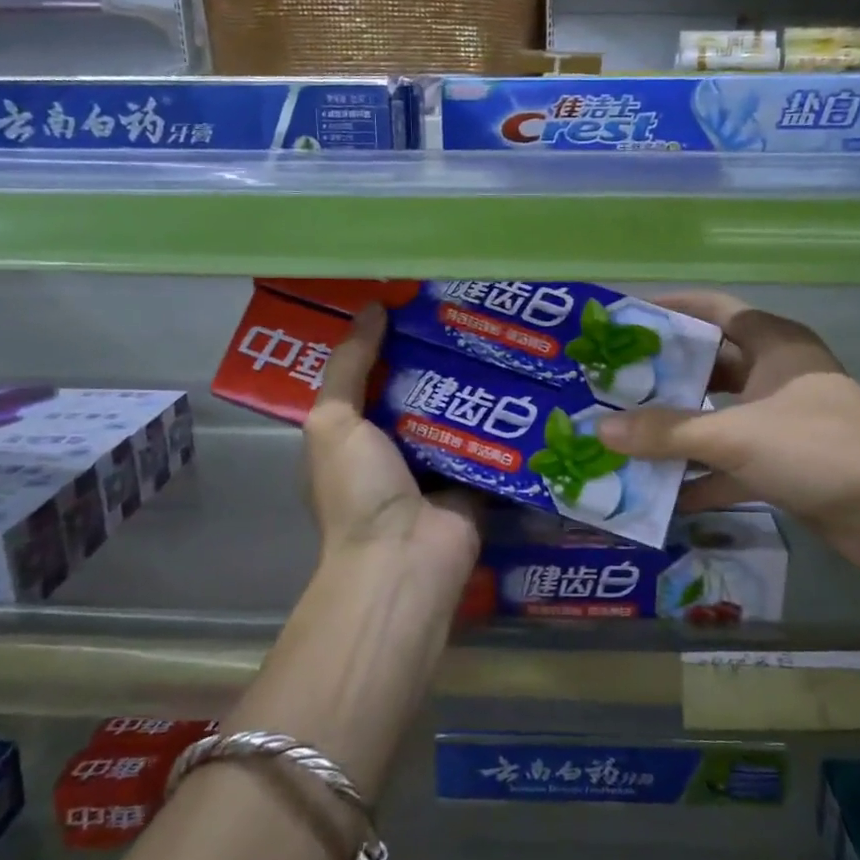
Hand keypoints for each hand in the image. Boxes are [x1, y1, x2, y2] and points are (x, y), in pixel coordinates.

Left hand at [303, 304, 482, 587]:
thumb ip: (349, 366)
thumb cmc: (358, 490)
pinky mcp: (476, 477)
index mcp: (353, 435)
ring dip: (475, 381)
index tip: (413, 300)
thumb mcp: (333, 423)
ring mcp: (438, 463)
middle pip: (419, 390)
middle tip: (469, 310)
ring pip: (458, 410)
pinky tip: (526, 377)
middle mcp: (394, 447)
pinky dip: (503, 416)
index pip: (370, 376)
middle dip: (439, 355)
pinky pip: (490, 439)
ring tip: (502, 333)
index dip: (388, 339)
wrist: (405, 559)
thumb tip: (373, 308)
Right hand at [595, 292, 859, 579]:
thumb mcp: (735, 435)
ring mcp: (784, 421)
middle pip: (712, 365)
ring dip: (679, 430)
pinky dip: (701, 474)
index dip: (674, 308)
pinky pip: (732, 461)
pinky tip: (661, 492)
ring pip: (719, 416)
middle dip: (665, 376)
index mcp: (775, 344)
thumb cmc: (817, 448)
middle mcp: (779, 375)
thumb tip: (601, 430)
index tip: (628, 317)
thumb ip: (667, 432)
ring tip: (625, 435)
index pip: (716, 310)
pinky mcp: (787, 464)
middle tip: (615, 383)